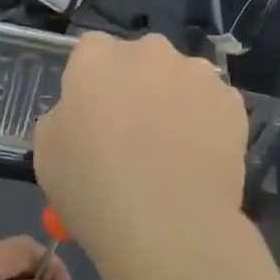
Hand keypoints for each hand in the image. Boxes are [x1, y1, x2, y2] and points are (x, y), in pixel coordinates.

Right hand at [33, 33, 259, 279]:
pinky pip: (213, 104)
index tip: (96, 116)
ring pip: (181, 78)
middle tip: (136, 132)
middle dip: (138, 84)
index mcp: (97, 57)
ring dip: (175, 100)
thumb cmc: (93, 190)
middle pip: (141, 59)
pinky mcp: (232, 101)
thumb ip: (64, 115)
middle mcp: (149, 51)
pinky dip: (207, 122)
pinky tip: (199, 160)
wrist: (168, 228)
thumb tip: (84, 112)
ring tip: (173, 149)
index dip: (94, 84)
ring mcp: (196, 73)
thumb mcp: (47, 152)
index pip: (92, 52)